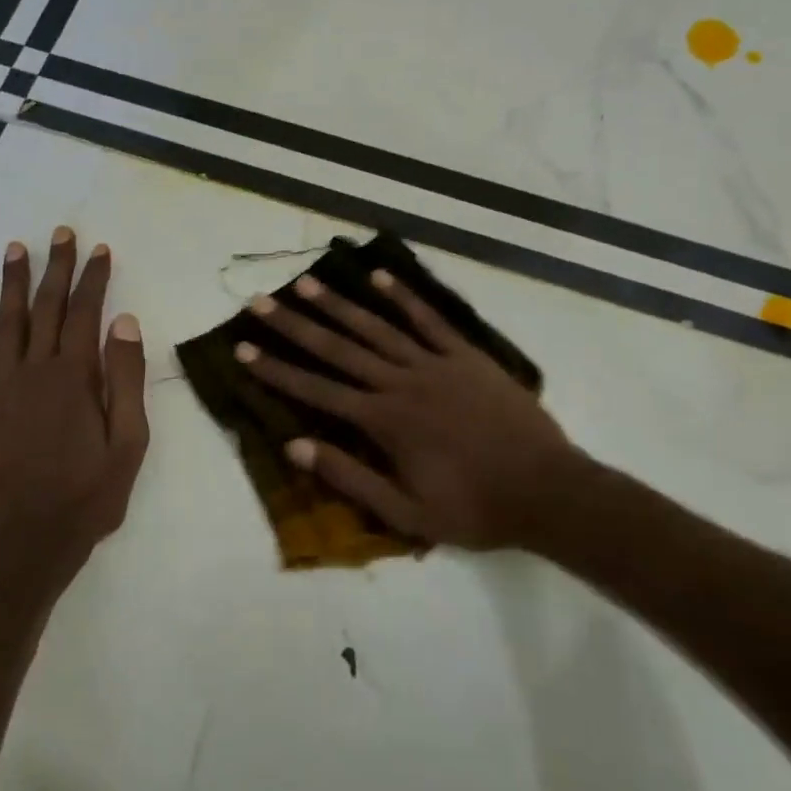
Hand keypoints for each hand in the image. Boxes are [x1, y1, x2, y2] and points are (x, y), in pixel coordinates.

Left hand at [0, 228, 148, 586]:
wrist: (28, 541)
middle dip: (55, 268)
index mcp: (76, 377)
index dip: (93, 279)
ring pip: (8, 322)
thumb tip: (124, 322)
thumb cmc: (89, 495)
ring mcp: (4, 386)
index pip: (86, 313)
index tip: (100, 250)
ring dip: (12, 283)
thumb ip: (126, 380)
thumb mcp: (129, 443)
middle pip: (46, 307)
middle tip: (61, 233)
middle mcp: (36, 371)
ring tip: (16, 248)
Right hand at [237, 267, 586, 550]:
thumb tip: (297, 446)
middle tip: (261, 301)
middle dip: (295, 325)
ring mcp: (435, 364)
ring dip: (339, 304)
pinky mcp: (466, 356)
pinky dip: (403, 297)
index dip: (276, 369)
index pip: (316, 390)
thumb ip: (350, 478)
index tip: (243, 348)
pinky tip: (379, 277)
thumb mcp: (405, 512)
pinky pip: (429, 320)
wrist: (547, 491)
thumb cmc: (473, 509)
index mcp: (384, 422)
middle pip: (338, 348)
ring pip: (377, 327)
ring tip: (307, 282)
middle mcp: (401, 383)